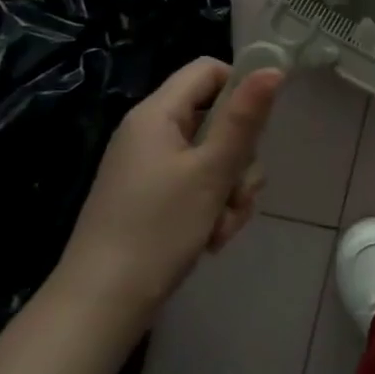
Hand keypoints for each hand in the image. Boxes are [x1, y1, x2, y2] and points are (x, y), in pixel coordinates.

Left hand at [52, 58, 282, 332]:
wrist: (101, 304)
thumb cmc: (158, 229)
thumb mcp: (212, 171)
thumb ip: (244, 119)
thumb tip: (273, 69)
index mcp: (157, 114)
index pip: (208, 70)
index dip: (241, 88)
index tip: (260, 127)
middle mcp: (151, 133)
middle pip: (216, 118)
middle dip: (240, 157)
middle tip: (240, 191)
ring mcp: (150, 167)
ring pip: (213, 157)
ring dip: (231, 188)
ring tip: (224, 225)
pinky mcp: (152, 198)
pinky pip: (197, 184)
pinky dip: (212, 206)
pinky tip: (212, 238)